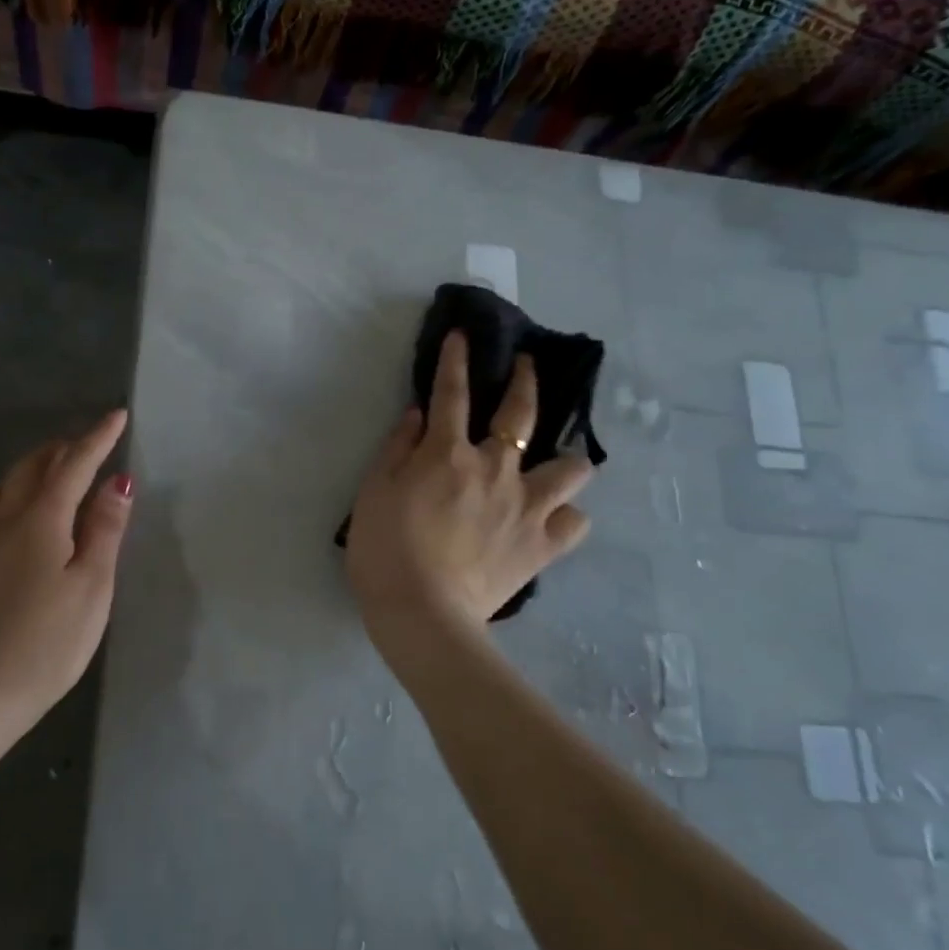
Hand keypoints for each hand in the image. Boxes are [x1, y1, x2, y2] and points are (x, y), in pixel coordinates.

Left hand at [0, 409, 133, 721]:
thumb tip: (117, 482)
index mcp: (39, 521)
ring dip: (30, 469)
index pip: (73, 465)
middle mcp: (2, 521)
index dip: (97, 439)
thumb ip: (104, 530)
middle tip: (87, 448)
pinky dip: (9, 496)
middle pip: (30, 468)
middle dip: (61, 449)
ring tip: (52, 478)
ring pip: (1, 486)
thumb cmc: (48, 643)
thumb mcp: (92, 587)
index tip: (117, 415)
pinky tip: (19, 520)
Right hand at [346, 332, 592, 641]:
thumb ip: (397, 448)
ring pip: (571, 468)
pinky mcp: (542, 545)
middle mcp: (495, 470)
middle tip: (528, 367)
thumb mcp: (373, 491)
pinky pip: (574, 523)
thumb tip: (417, 414)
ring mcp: (526, 507)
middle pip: (521, 414)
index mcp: (448, 454)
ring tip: (553, 463)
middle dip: (526, 381)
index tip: (462, 336)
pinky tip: (551, 519)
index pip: (452, 394)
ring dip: (564, 458)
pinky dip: (565, 517)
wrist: (421, 613)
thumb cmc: (384, 550)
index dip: (456, 360)